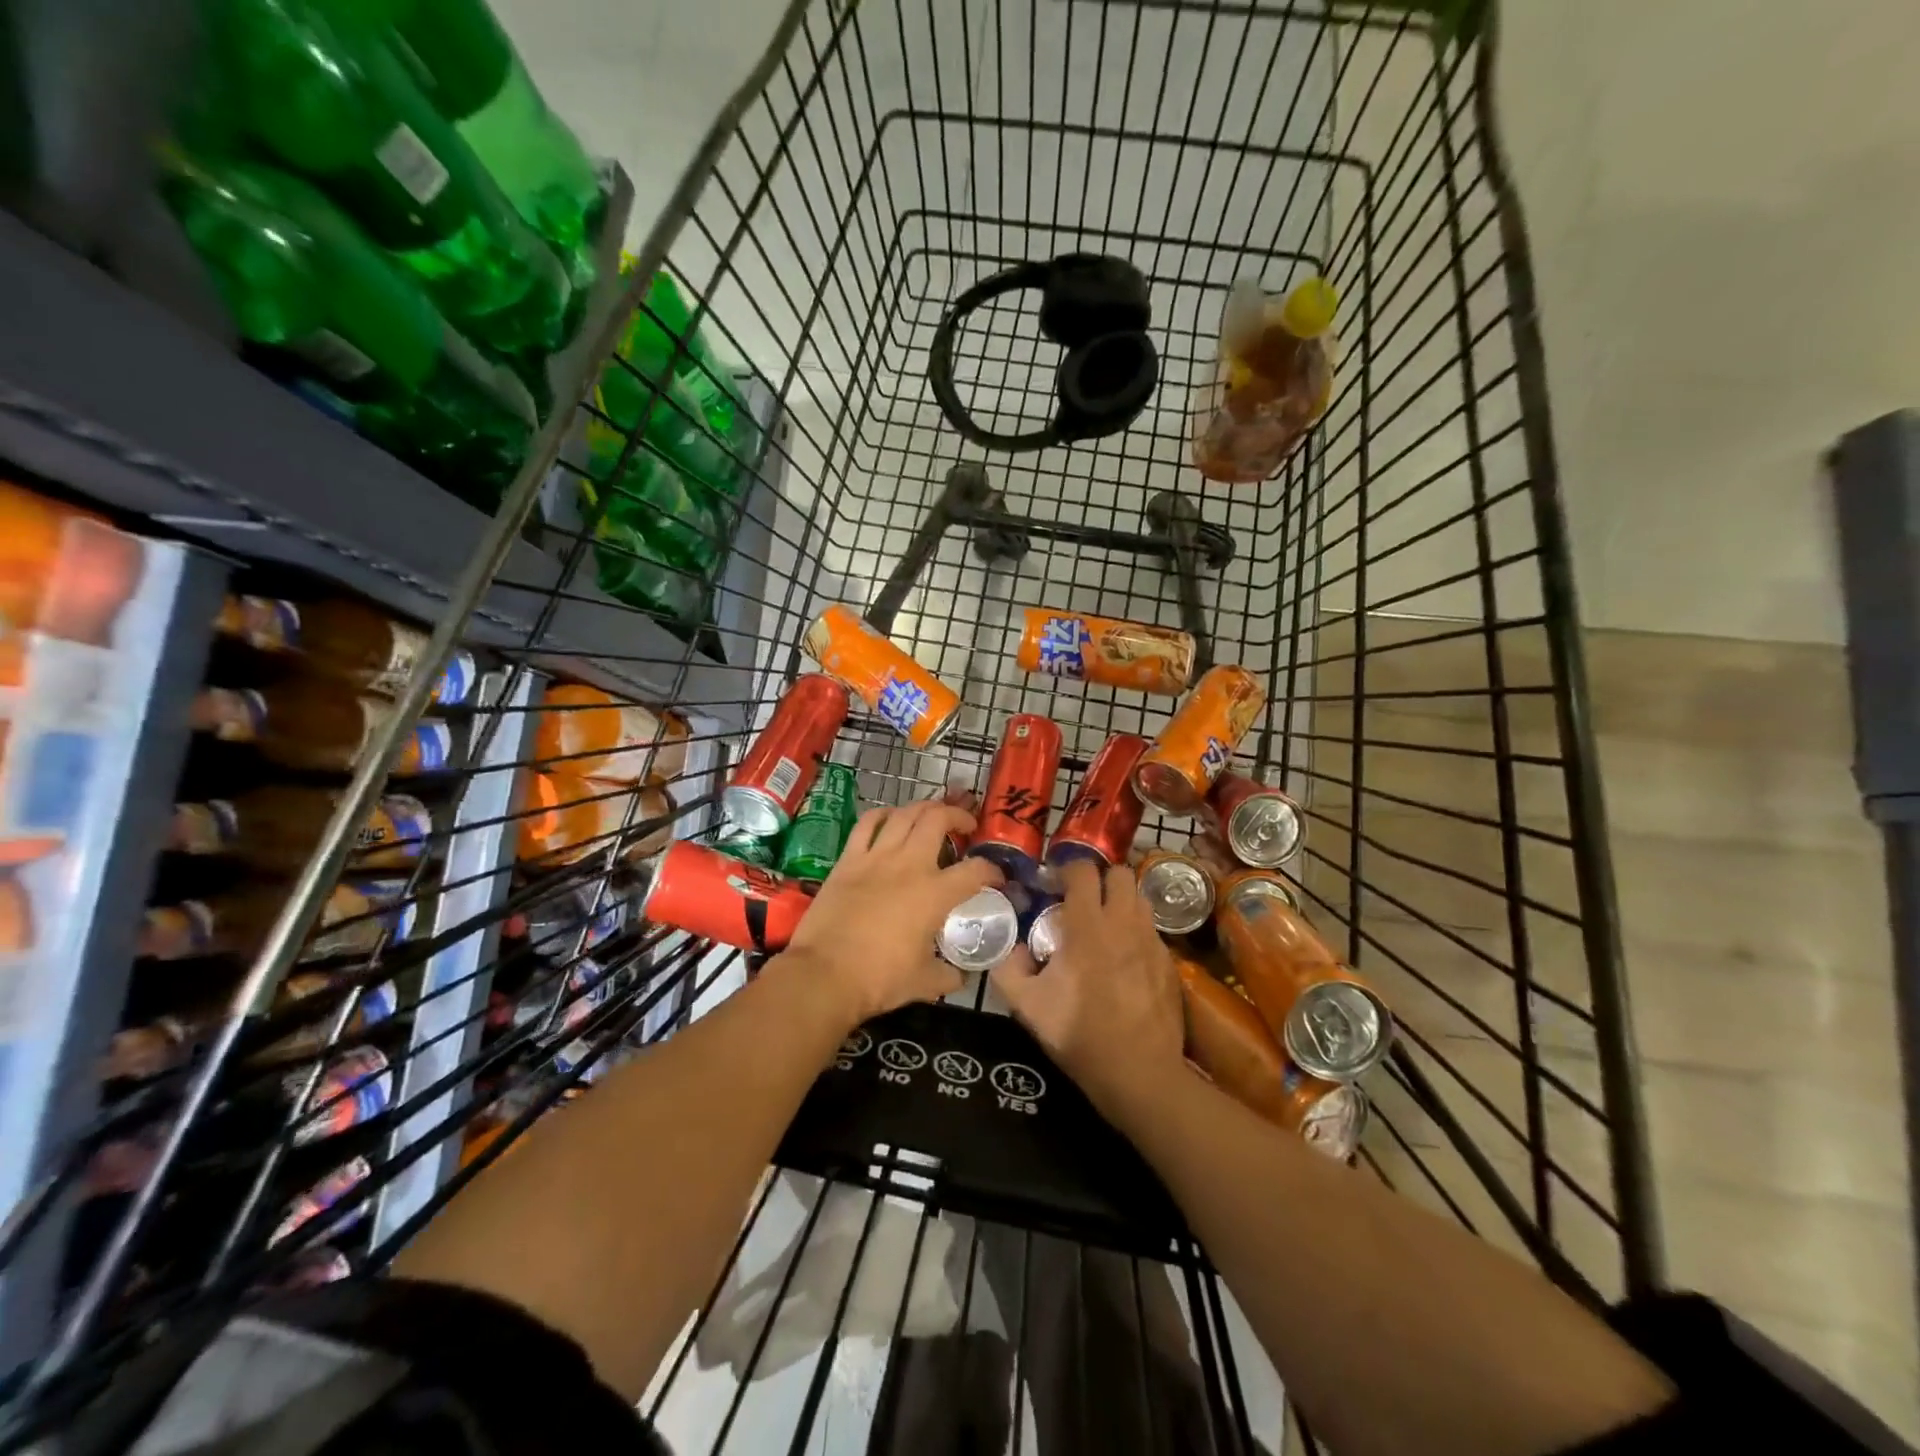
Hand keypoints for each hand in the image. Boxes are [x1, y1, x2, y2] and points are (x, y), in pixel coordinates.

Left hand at [782, 797, 1000, 1027]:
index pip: (976, 870)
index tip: (996, 877)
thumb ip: (949, 974)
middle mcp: (910, 865)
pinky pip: (868, 823)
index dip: (993, 870)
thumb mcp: (925, 983)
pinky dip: (884, 814)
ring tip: (933, 816)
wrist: (824, 975)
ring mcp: (876, 857)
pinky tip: (892, 818)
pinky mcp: (848, 859)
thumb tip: (961, 974)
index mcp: (935, 894)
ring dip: (925, 809)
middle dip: (959, 817)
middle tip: (966, 827)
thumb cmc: (879, 980)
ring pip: (906, 813)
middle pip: (939, 819)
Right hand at [992, 858, 1184, 1114]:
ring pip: (1140, 898)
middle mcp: (1124, 923)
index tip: (1052, 887)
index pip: (1083, 870)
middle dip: (1101, 880)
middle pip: (1121, 873)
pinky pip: (1151, 930)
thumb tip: (1013, 949)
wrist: (1139, 1074)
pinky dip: (1136, 932)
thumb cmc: (1079, 1035)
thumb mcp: (1027, 1006)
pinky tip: (1124, 959)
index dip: (1066, 870)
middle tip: (1082, 901)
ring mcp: (1152, 941)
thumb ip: (1008, 969)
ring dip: (1121, 902)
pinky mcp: (1170, 963)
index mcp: (1088, 925)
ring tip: (1104, 926)